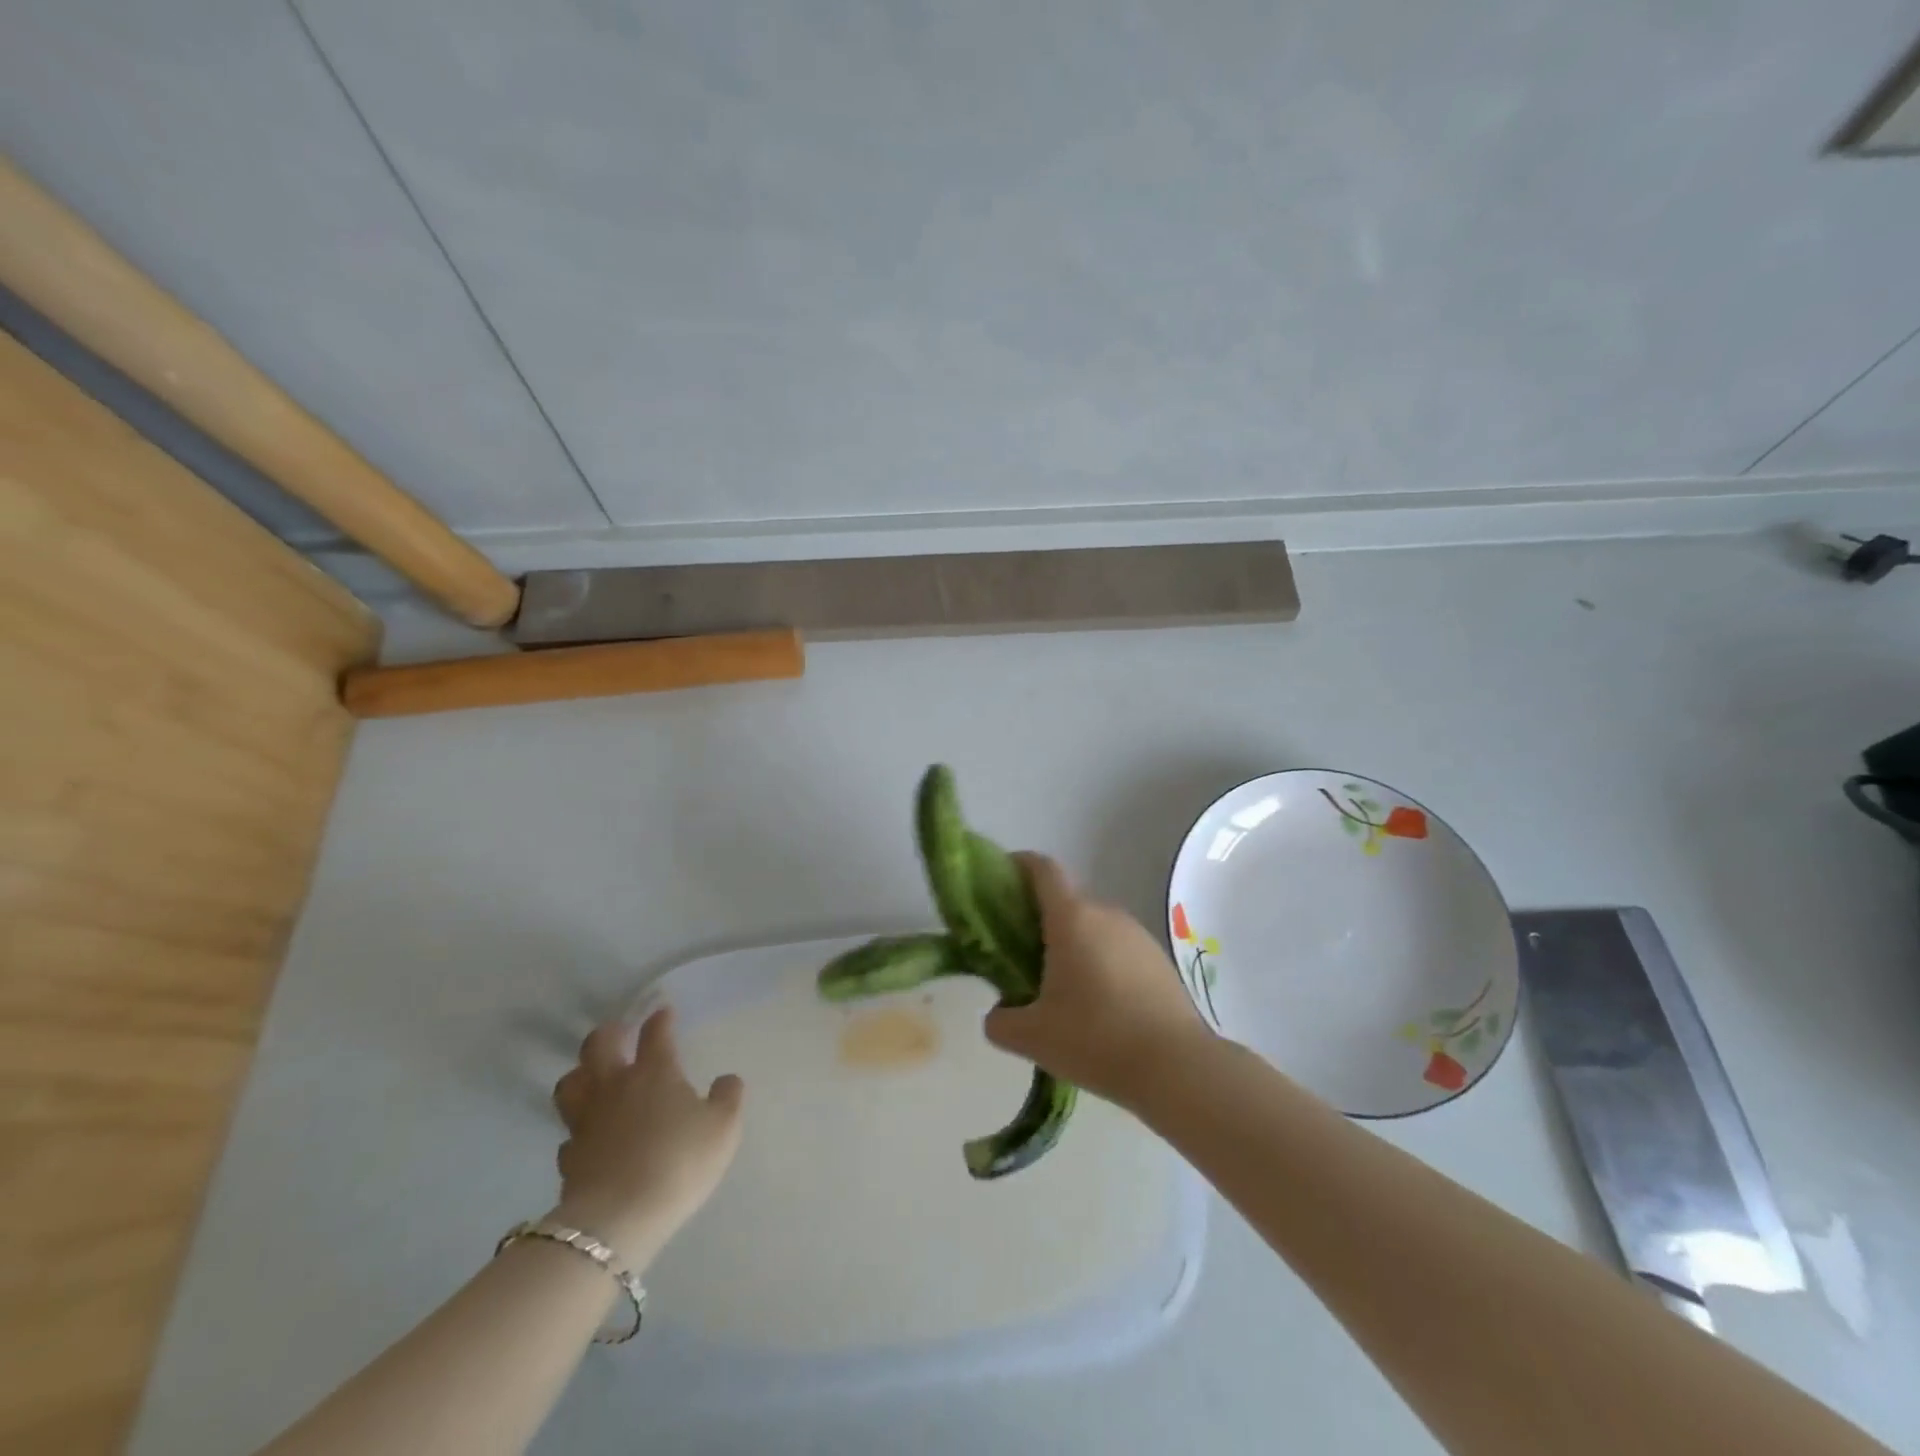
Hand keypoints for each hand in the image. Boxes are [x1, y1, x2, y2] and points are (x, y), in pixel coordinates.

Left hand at [550, 1007, 743, 1262]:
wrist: (618, 1218)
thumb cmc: (679, 1161)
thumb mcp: (723, 1128)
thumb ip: (728, 1097)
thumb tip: (727, 1079)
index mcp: (655, 1072)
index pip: (656, 1033)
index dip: (661, 1019)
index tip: (664, 1011)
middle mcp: (615, 1086)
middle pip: (598, 1045)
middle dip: (608, 1033)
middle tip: (618, 1032)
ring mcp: (586, 1121)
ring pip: (570, 1084)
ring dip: (580, 1074)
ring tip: (593, 1076)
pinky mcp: (569, 1157)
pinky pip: (569, 1133)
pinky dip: (578, 1129)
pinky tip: (590, 1136)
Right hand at [984, 853, 1212, 1109]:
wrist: (1177, 1067)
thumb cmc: (1095, 1039)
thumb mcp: (1032, 1037)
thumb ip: (1001, 1020)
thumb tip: (998, 1013)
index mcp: (1072, 918)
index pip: (1043, 869)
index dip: (1020, 865)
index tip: (1002, 880)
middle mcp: (1106, 914)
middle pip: (1066, 899)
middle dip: (1040, 916)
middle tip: (1019, 951)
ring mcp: (1137, 935)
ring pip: (1093, 925)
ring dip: (1072, 941)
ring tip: (1058, 985)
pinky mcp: (1158, 959)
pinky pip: (1117, 947)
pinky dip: (1100, 960)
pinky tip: (1097, 1004)